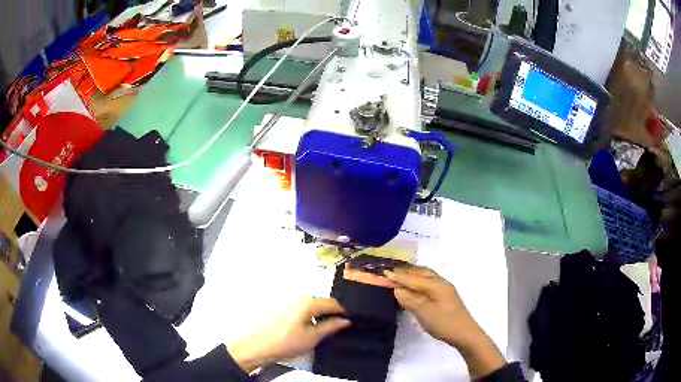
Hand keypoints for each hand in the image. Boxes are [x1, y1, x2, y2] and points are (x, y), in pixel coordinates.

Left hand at [228, 297, 350, 372]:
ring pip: (311, 304)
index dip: (342, 310)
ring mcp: (288, 303)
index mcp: (306, 303)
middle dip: (331, 310)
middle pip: (320, 301)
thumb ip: (331, 326)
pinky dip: (310, 314)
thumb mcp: (314, 337)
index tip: (349, 319)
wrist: (262, 347)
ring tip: (326, 325)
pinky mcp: (282, 309)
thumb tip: (345, 320)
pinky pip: (302, 307)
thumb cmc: (287, 342)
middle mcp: (297, 299)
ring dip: (320, 312)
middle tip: (339, 323)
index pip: (331, 302)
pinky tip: (310, 325)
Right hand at [384, 267, 477, 347]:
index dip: (398, 276)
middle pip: (421, 272)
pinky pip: (429, 282)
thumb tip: (397, 289)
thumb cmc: (444, 323)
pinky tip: (414, 287)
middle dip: (406, 272)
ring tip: (401, 276)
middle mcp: (441, 283)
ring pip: (426, 276)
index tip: (384, 273)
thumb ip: (410, 299)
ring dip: (413, 275)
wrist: (465, 334)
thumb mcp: (424, 312)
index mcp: (436, 285)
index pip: (413, 278)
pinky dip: (419, 281)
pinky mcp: (445, 296)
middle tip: (391, 272)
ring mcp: (445, 289)